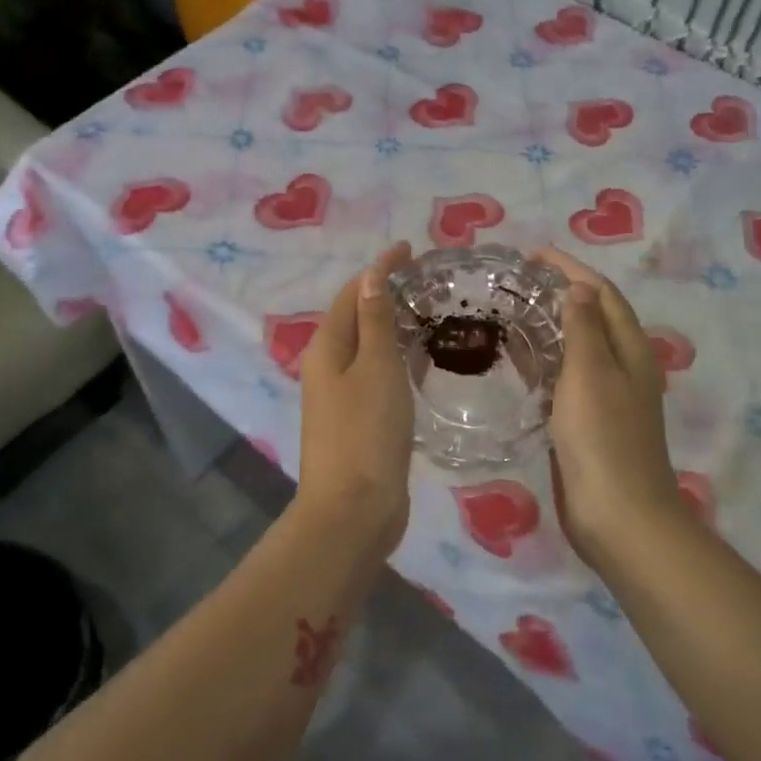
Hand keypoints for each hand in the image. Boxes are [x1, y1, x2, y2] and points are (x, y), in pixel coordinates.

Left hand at [296, 242, 414, 555]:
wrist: (354, 510)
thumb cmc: (366, 432)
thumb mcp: (376, 369)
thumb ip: (376, 322)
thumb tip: (371, 278)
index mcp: (327, 349)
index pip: (352, 293)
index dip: (379, 269)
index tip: (411, 250)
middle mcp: (329, 368)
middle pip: (358, 319)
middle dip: (388, 295)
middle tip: (430, 284)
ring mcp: (342, 398)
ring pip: (369, 350)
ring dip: (395, 328)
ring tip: (433, 314)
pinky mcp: (360, 423)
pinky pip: (378, 378)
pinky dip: (398, 361)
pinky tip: (424, 363)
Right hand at [534, 249, 686, 567]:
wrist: (618, 515)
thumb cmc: (603, 439)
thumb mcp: (591, 374)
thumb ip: (584, 328)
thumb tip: (579, 289)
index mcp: (631, 350)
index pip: (602, 294)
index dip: (571, 270)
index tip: (533, 255)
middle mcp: (624, 368)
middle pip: (592, 318)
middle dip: (559, 294)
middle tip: (515, 283)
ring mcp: (607, 398)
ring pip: (577, 349)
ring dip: (549, 327)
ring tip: (510, 313)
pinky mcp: (587, 424)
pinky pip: (565, 380)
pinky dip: (544, 363)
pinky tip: (517, 364)